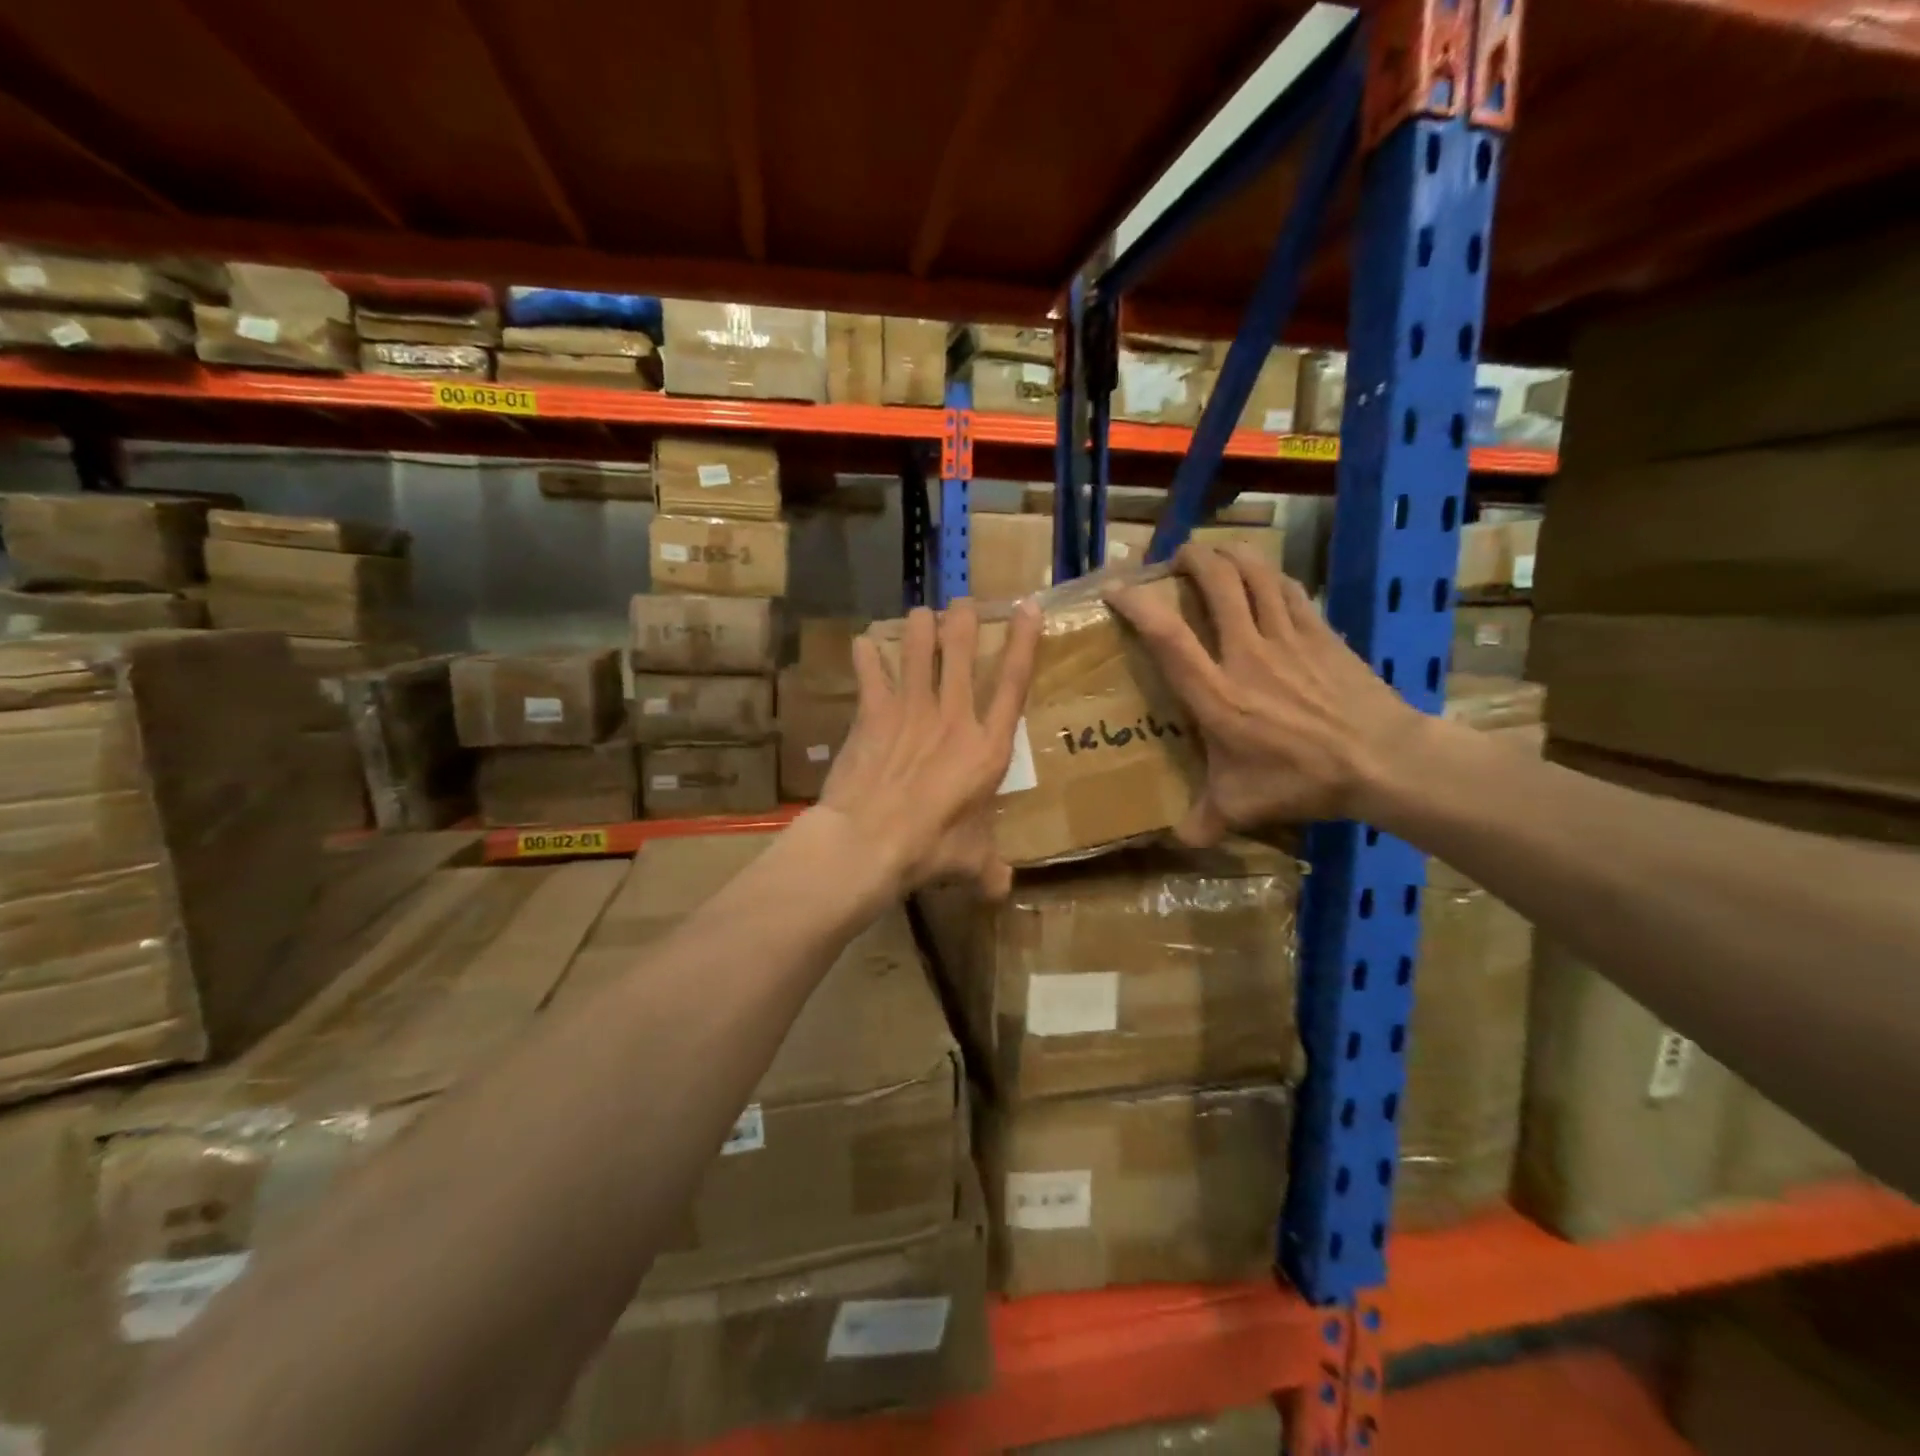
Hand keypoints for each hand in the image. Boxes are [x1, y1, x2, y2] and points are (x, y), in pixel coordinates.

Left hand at [817, 598, 1041, 896]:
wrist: (869, 842)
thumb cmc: (930, 849)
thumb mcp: (971, 862)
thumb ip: (989, 870)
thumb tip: (1002, 891)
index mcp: (987, 748)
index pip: (1014, 683)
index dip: (1024, 642)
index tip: (1028, 607)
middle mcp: (953, 718)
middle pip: (961, 653)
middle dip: (963, 622)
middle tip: (962, 602)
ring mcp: (911, 711)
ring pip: (916, 651)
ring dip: (918, 628)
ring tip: (919, 613)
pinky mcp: (873, 715)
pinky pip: (870, 674)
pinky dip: (866, 657)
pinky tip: (862, 644)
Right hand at [1106, 543, 1424, 840]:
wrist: (1382, 760)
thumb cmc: (1302, 780)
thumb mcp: (1242, 807)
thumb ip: (1203, 820)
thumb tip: (1176, 840)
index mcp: (1216, 694)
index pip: (1168, 636)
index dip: (1138, 605)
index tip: (1118, 589)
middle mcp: (1246, 654)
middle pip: (1216, 583)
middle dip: (1191, 559)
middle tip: (1176, 559)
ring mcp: (1287, 638)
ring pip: (1255, 574)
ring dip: (1230, 555)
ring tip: (1214, 554)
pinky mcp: (1321, 633)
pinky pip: (1289, 589)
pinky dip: (1269, 575)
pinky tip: (1263, 576)